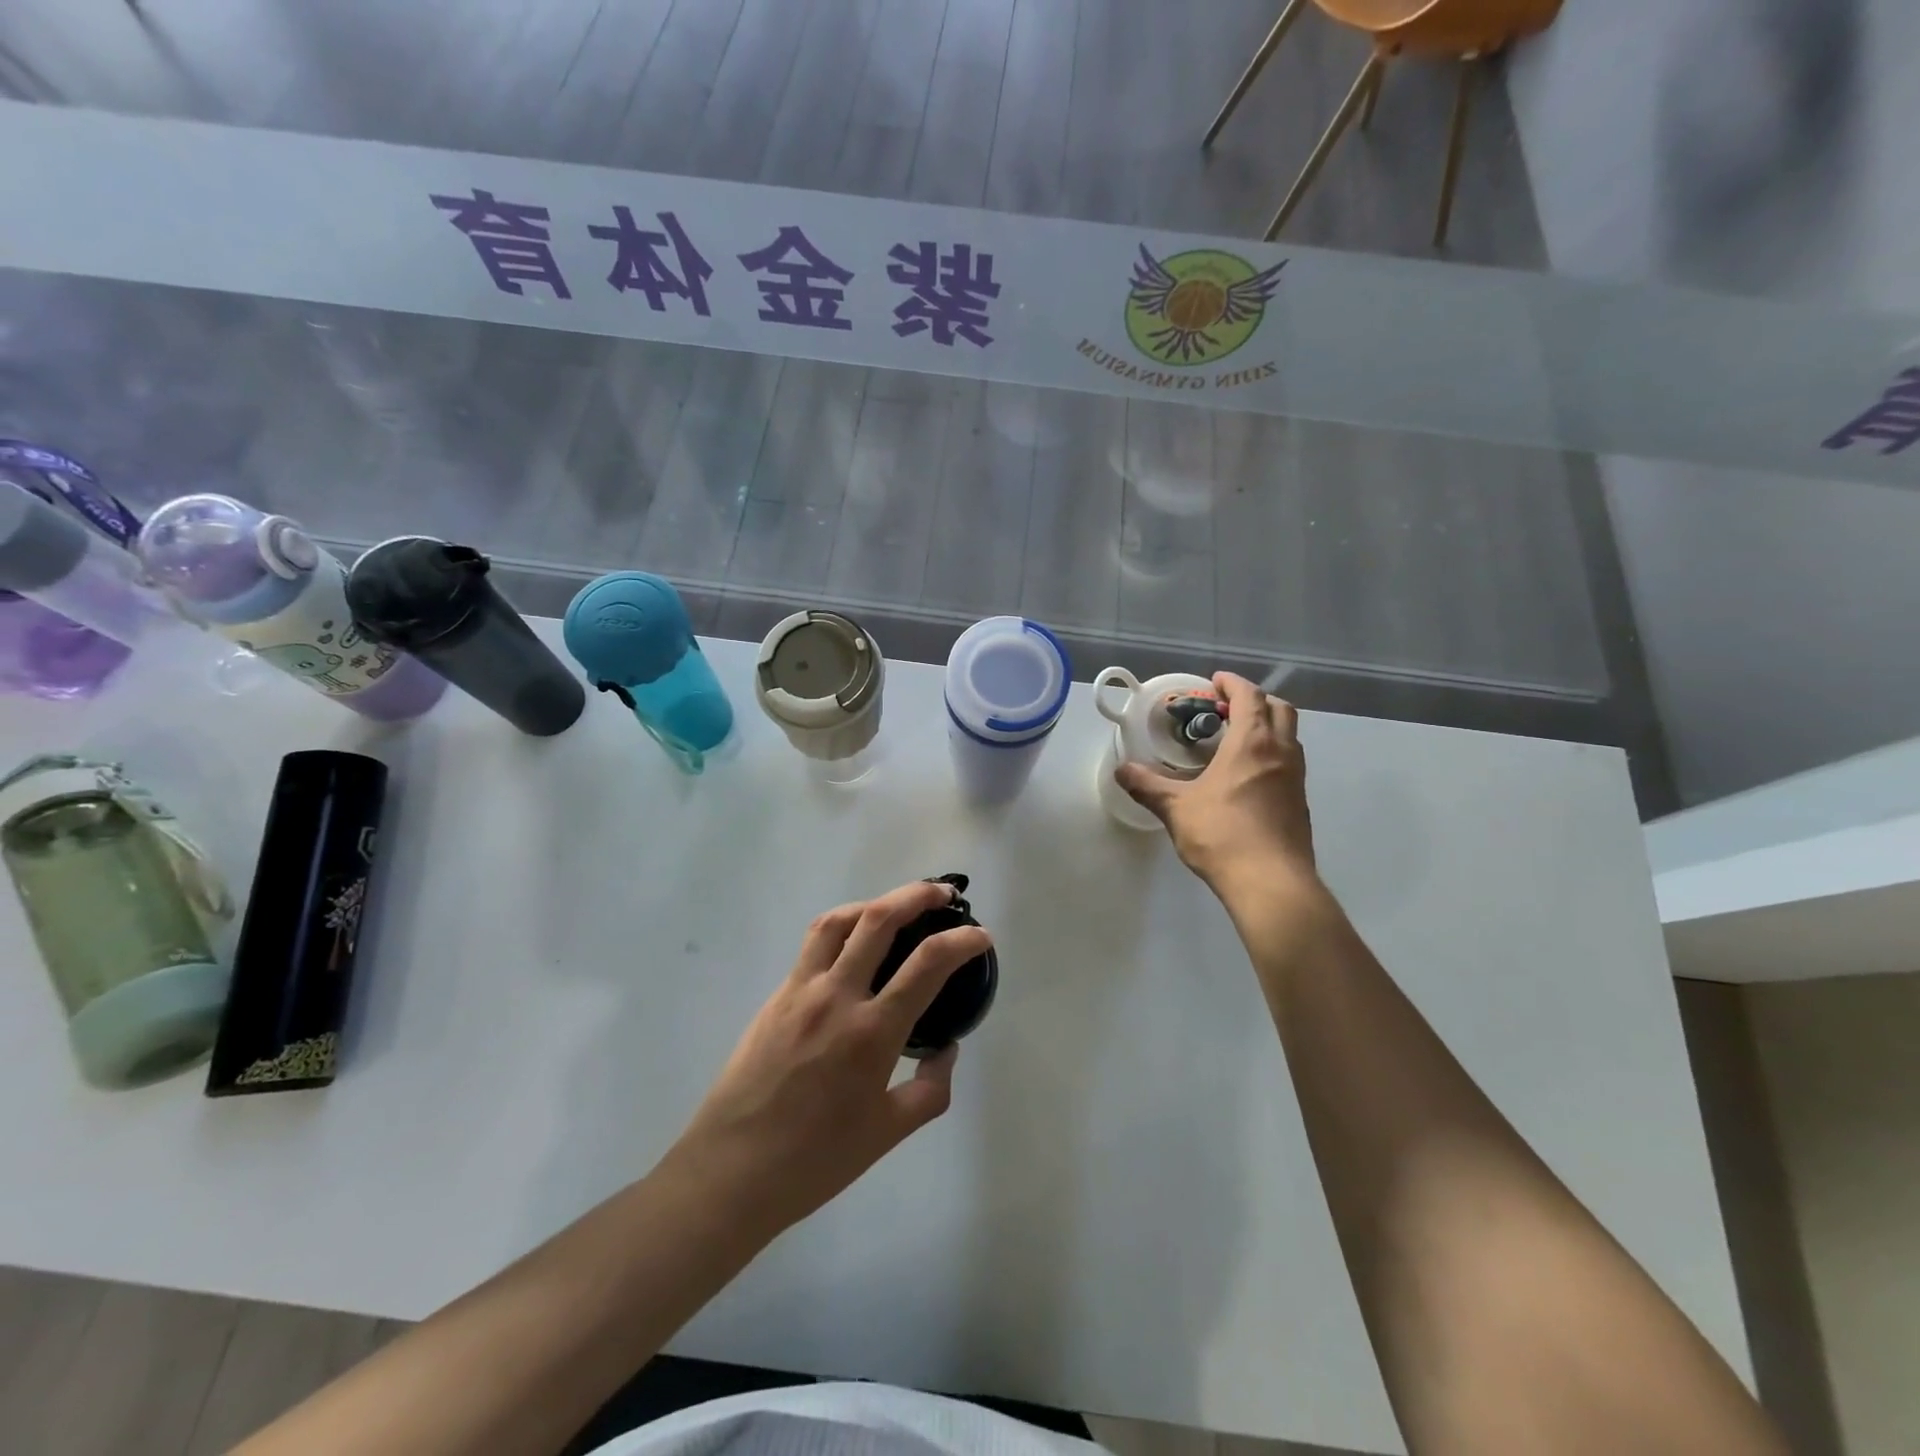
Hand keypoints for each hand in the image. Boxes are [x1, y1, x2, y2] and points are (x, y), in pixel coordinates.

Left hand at [668, 880, 990, 1237]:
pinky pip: (813, 943)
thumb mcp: (888, 1134)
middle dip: (918, 895)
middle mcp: (837, 996)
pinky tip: (854, 944)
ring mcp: (801, 990)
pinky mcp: (776, 995)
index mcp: (872, 1032)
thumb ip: (930, 1089)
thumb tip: (946, 1049)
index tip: (981, 936)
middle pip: (880, 919)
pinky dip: (843, 927)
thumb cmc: (815, 1160)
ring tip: (896, 907)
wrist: (731, 1170)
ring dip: (875, 902)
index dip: (962, 940)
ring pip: (839, 920)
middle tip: (943, 894)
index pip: (928, 964)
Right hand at [1116, 673, 1317, 898]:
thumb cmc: (1223, 835)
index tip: (1215, 682)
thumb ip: (1147, 786)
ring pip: (1289, 736)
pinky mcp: (1300, 803)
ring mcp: (1296, 779)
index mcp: (1252, 744)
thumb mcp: (1176, 809)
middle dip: (1255, 701)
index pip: (1250, 697)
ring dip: (1267, 727)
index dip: (1233, 684)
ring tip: (1236, 740)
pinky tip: (1247, 777)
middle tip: (1226, 709)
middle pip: (1279, 709)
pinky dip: (1272, 754)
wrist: (1271, 883)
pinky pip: (1289, 763)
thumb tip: (1121, 770)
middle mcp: (1281, 753)